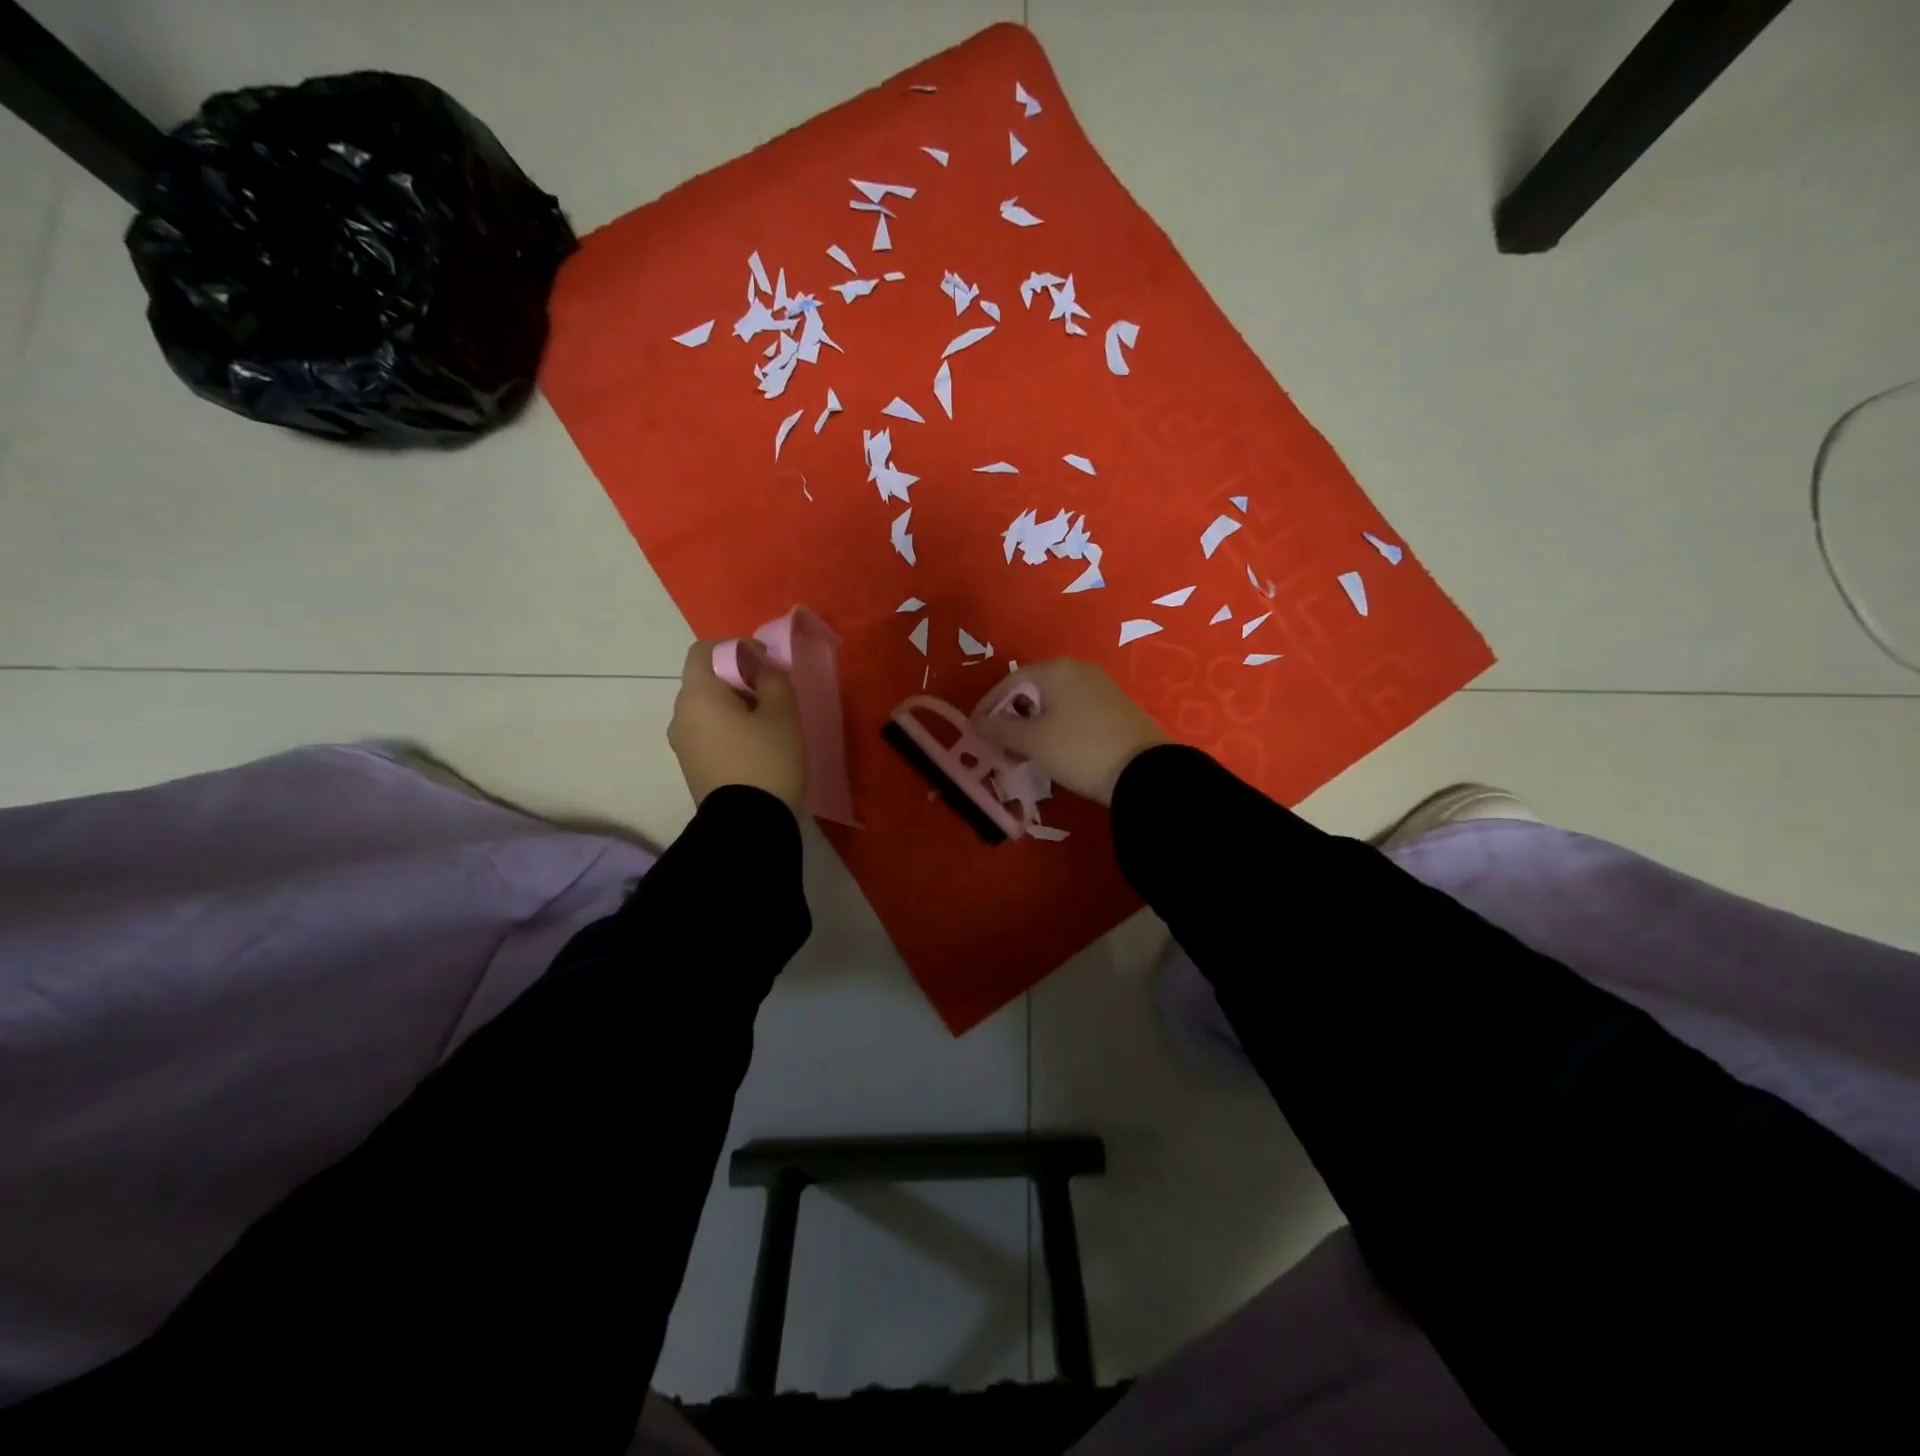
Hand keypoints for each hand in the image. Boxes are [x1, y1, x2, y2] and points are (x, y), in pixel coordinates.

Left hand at [668, 640, 806, 812]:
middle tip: (773, 693)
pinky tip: (755, 745)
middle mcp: (680, 714)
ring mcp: (682, 743)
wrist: (748, 824)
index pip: (704, 650)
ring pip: (707, 708)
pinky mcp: (690, 766)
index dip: (735, 648)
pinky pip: (707, 732)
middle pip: (706, 680)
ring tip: (768, 722)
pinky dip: (728, 728)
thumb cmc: (767, 760)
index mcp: (697, 694)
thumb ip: (773, 679)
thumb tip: (762, 668)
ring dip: (734, 705)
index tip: (765, 663)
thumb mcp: (782, 713)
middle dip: (738, 678)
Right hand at [972, 659, 1167, 804]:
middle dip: (1012, 715)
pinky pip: (1074, 711)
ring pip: (1055, 702)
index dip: (990, 705)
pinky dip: (1056, 726)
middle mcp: (1079, 670)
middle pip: (1034, 689)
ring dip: (1034, 724)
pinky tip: (1053, 749)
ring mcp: (1101, 687)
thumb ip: (1001, 729)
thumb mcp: (1033, 742)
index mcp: (1056, 670)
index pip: (1011, 680)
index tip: (976, 729)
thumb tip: (978, 723)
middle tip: (998, 742)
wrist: (1143, 772)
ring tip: (1022, 750)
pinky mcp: (1115, 707)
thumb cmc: (1078, 749)